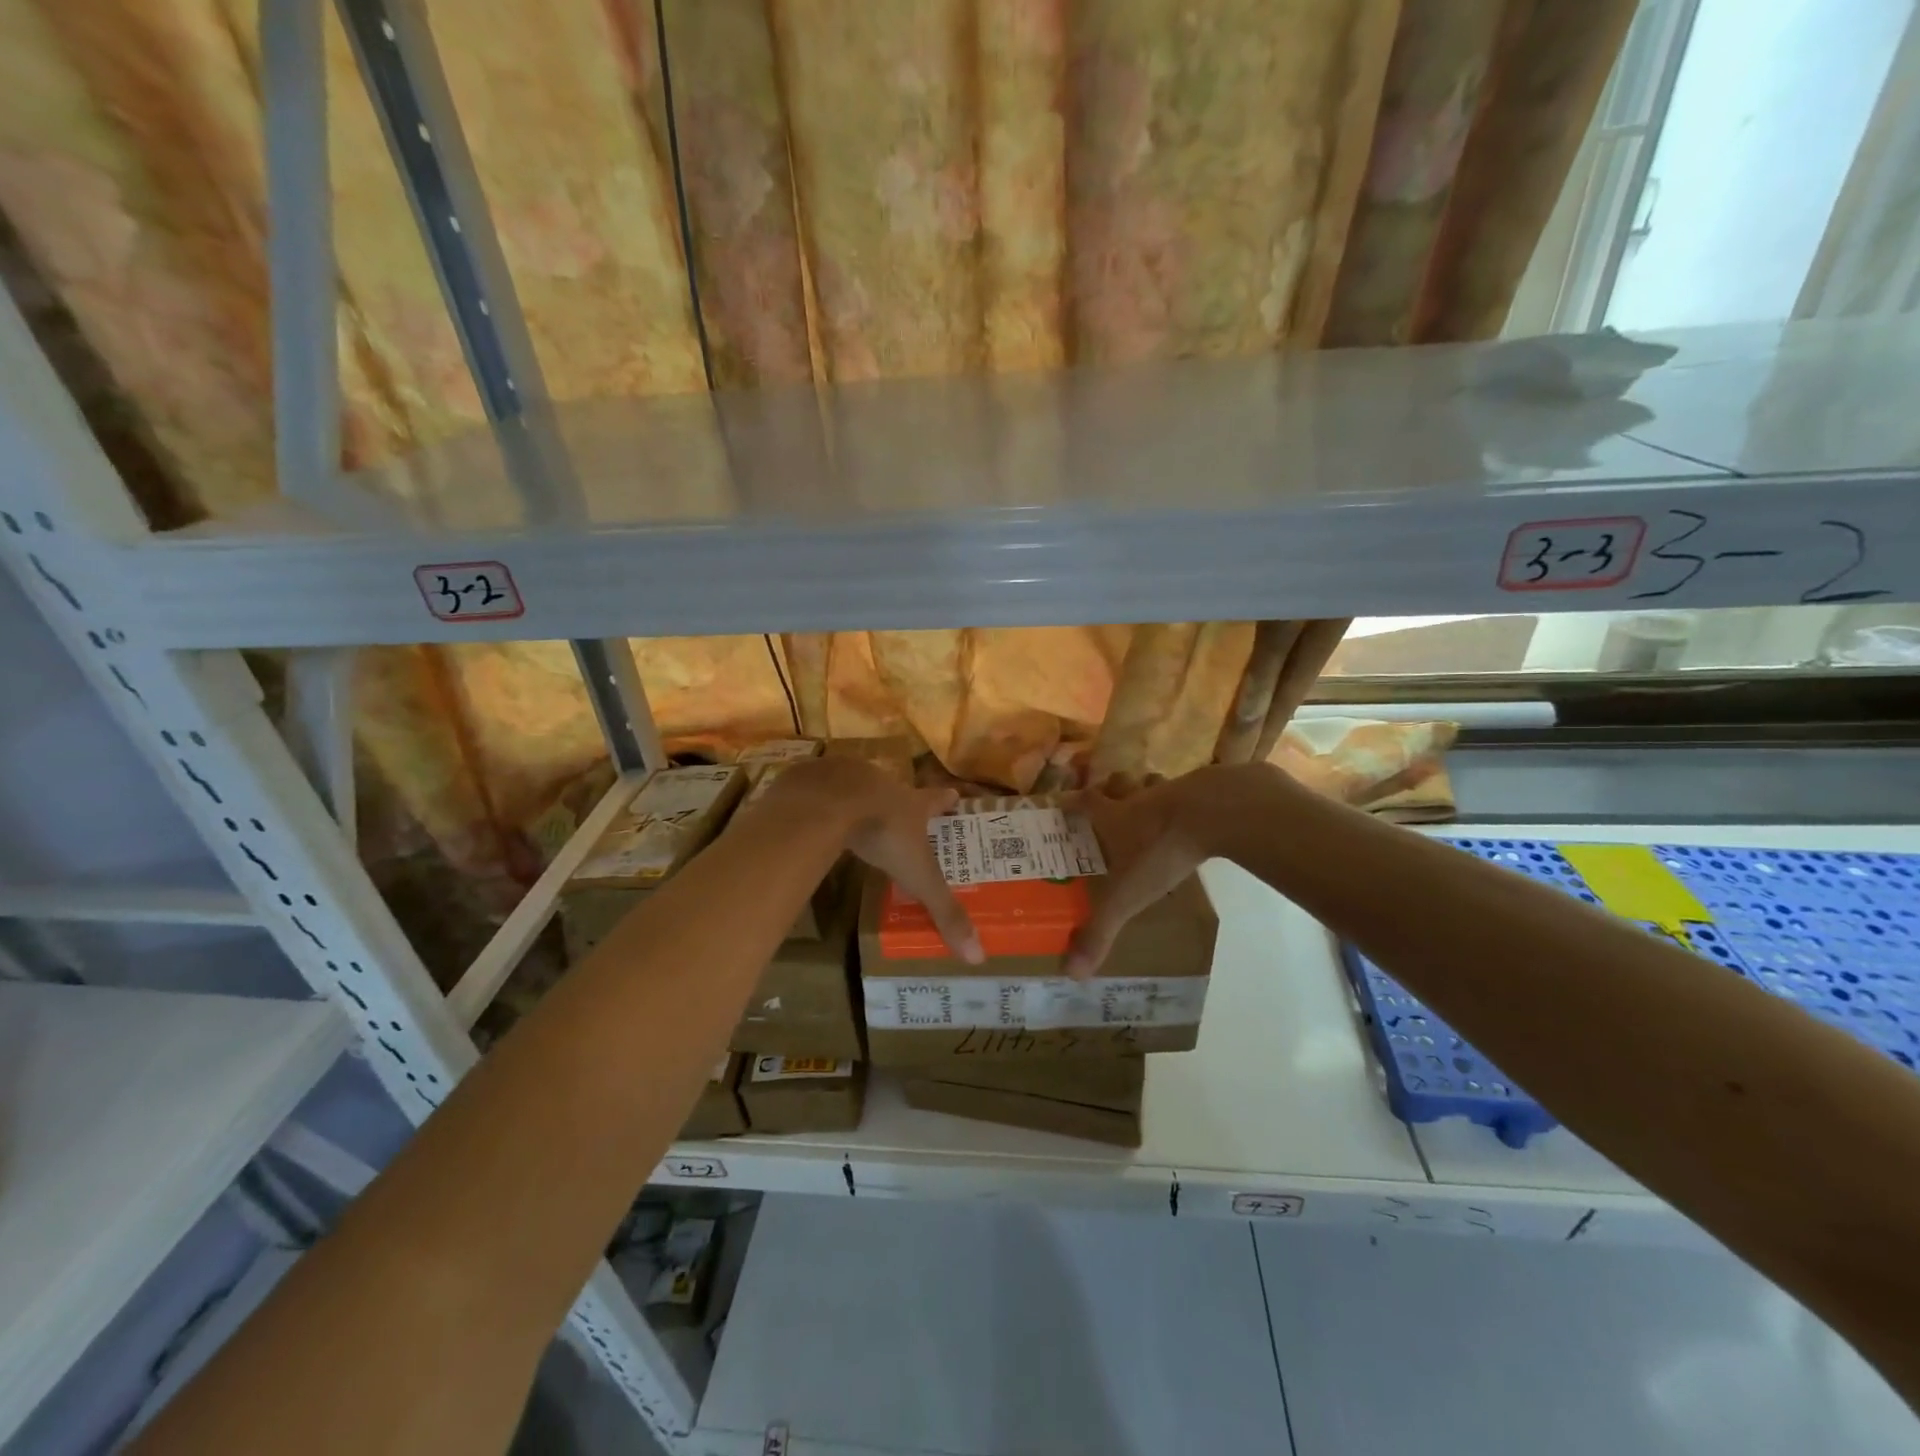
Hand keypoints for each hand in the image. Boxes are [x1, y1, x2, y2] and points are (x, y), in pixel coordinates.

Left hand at [766, 757, 983, 963]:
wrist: (829, 801)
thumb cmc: (883, 833)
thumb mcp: (917, 875)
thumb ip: (943, 910)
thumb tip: (978, 955)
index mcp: (912, 802)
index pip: (936, 799)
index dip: (946, 800)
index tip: (954, 794)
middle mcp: (884, 783)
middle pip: (897, 790)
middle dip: (900, 800)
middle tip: (902, 811)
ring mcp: (847, 776)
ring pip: (858, 786)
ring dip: (860, 798)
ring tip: (856, 814)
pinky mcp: (814, 778)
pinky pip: (819, 789)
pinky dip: (821, 800)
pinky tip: (814, 813)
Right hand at [1065, 765, 1276, 977]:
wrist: (1214, 812)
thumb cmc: (1160, 849)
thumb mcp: (1127, 895)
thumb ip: (1100, 931)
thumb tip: (1070, 973)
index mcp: (1113, 816)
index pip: (1085, 803)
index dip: (1073, 802)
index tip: (1064, 802)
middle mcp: (1138, 799)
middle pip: (1119, 785)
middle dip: (1113, 789)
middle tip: (1111, 799)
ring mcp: (1174, 791)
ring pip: (1154, 785)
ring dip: (1150, 791)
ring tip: (1152, 804)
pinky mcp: (1206, 792)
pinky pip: (1192, 793)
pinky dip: (1189, 802)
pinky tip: (1195, 817)